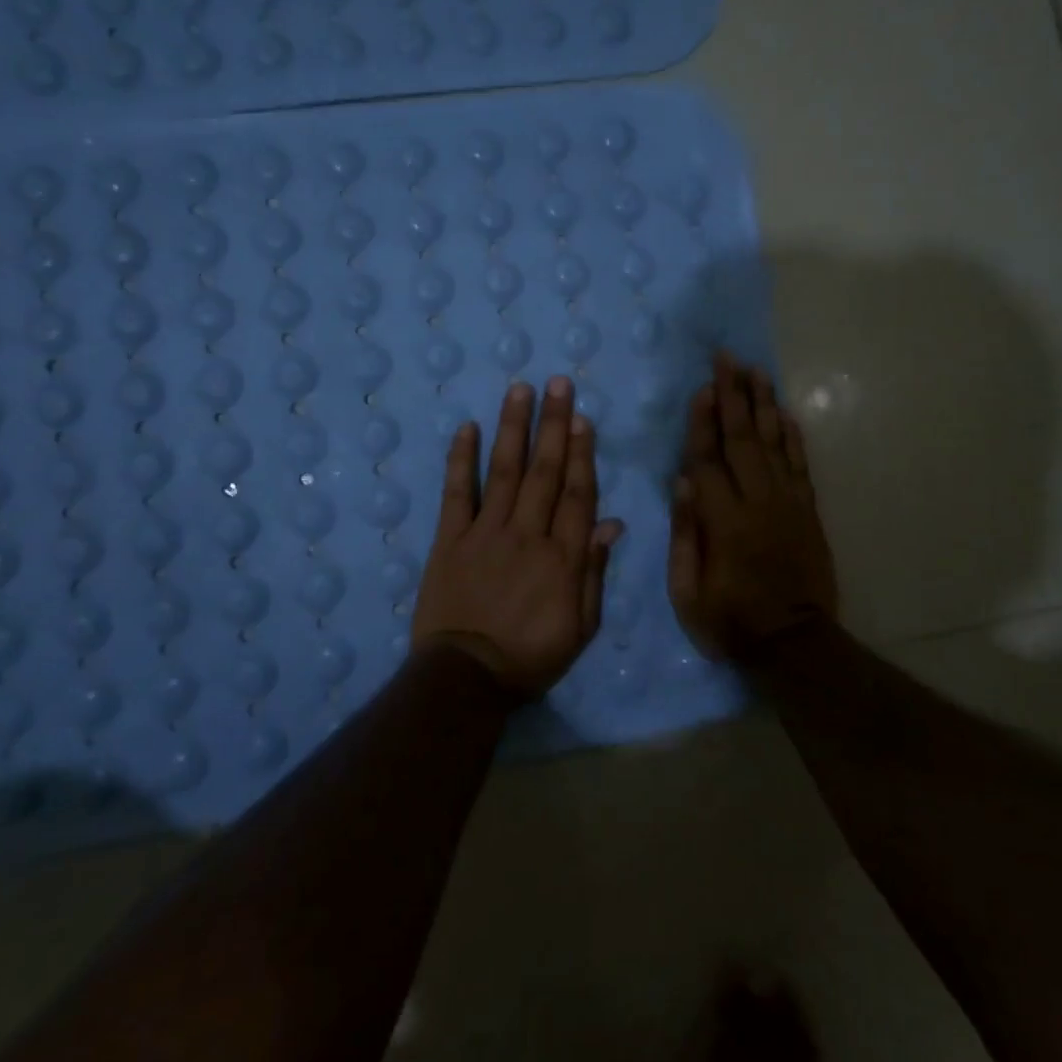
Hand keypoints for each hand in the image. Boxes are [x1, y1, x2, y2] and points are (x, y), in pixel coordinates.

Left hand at [413, 376, 624, 695]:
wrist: (466, 679)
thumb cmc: (531, 657)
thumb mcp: (580, 628)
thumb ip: (594, 573)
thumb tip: (611, 524)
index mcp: (562, 557)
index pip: (577, 494)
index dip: (581, 453)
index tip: (582, 418)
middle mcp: (527, 534)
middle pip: (544, 471)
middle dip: (553, 424)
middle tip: (558, 383)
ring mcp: (485, 533)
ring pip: (504, 471)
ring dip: (513, 428)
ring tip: (520, 389)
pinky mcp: (450, 540)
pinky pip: (456, 493)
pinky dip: (460, 460)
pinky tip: (466, 428)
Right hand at [669, 354, 838, 657]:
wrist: (795, 644)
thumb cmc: (731, 621)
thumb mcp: (688, 591)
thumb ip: (685, 534)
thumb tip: (681, 481)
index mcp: (723, 521)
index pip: (708, 459)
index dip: (702, 421)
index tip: (701, 386)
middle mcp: (758, 502)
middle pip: (743, 439)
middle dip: (734, 395)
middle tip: (728, 359)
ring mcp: (788, 504)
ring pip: (775, 443)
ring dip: (765, 405)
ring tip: (757, 371)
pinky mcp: (808, 511)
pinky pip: (801, 465)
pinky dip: (794, 436)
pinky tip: (786, 412)